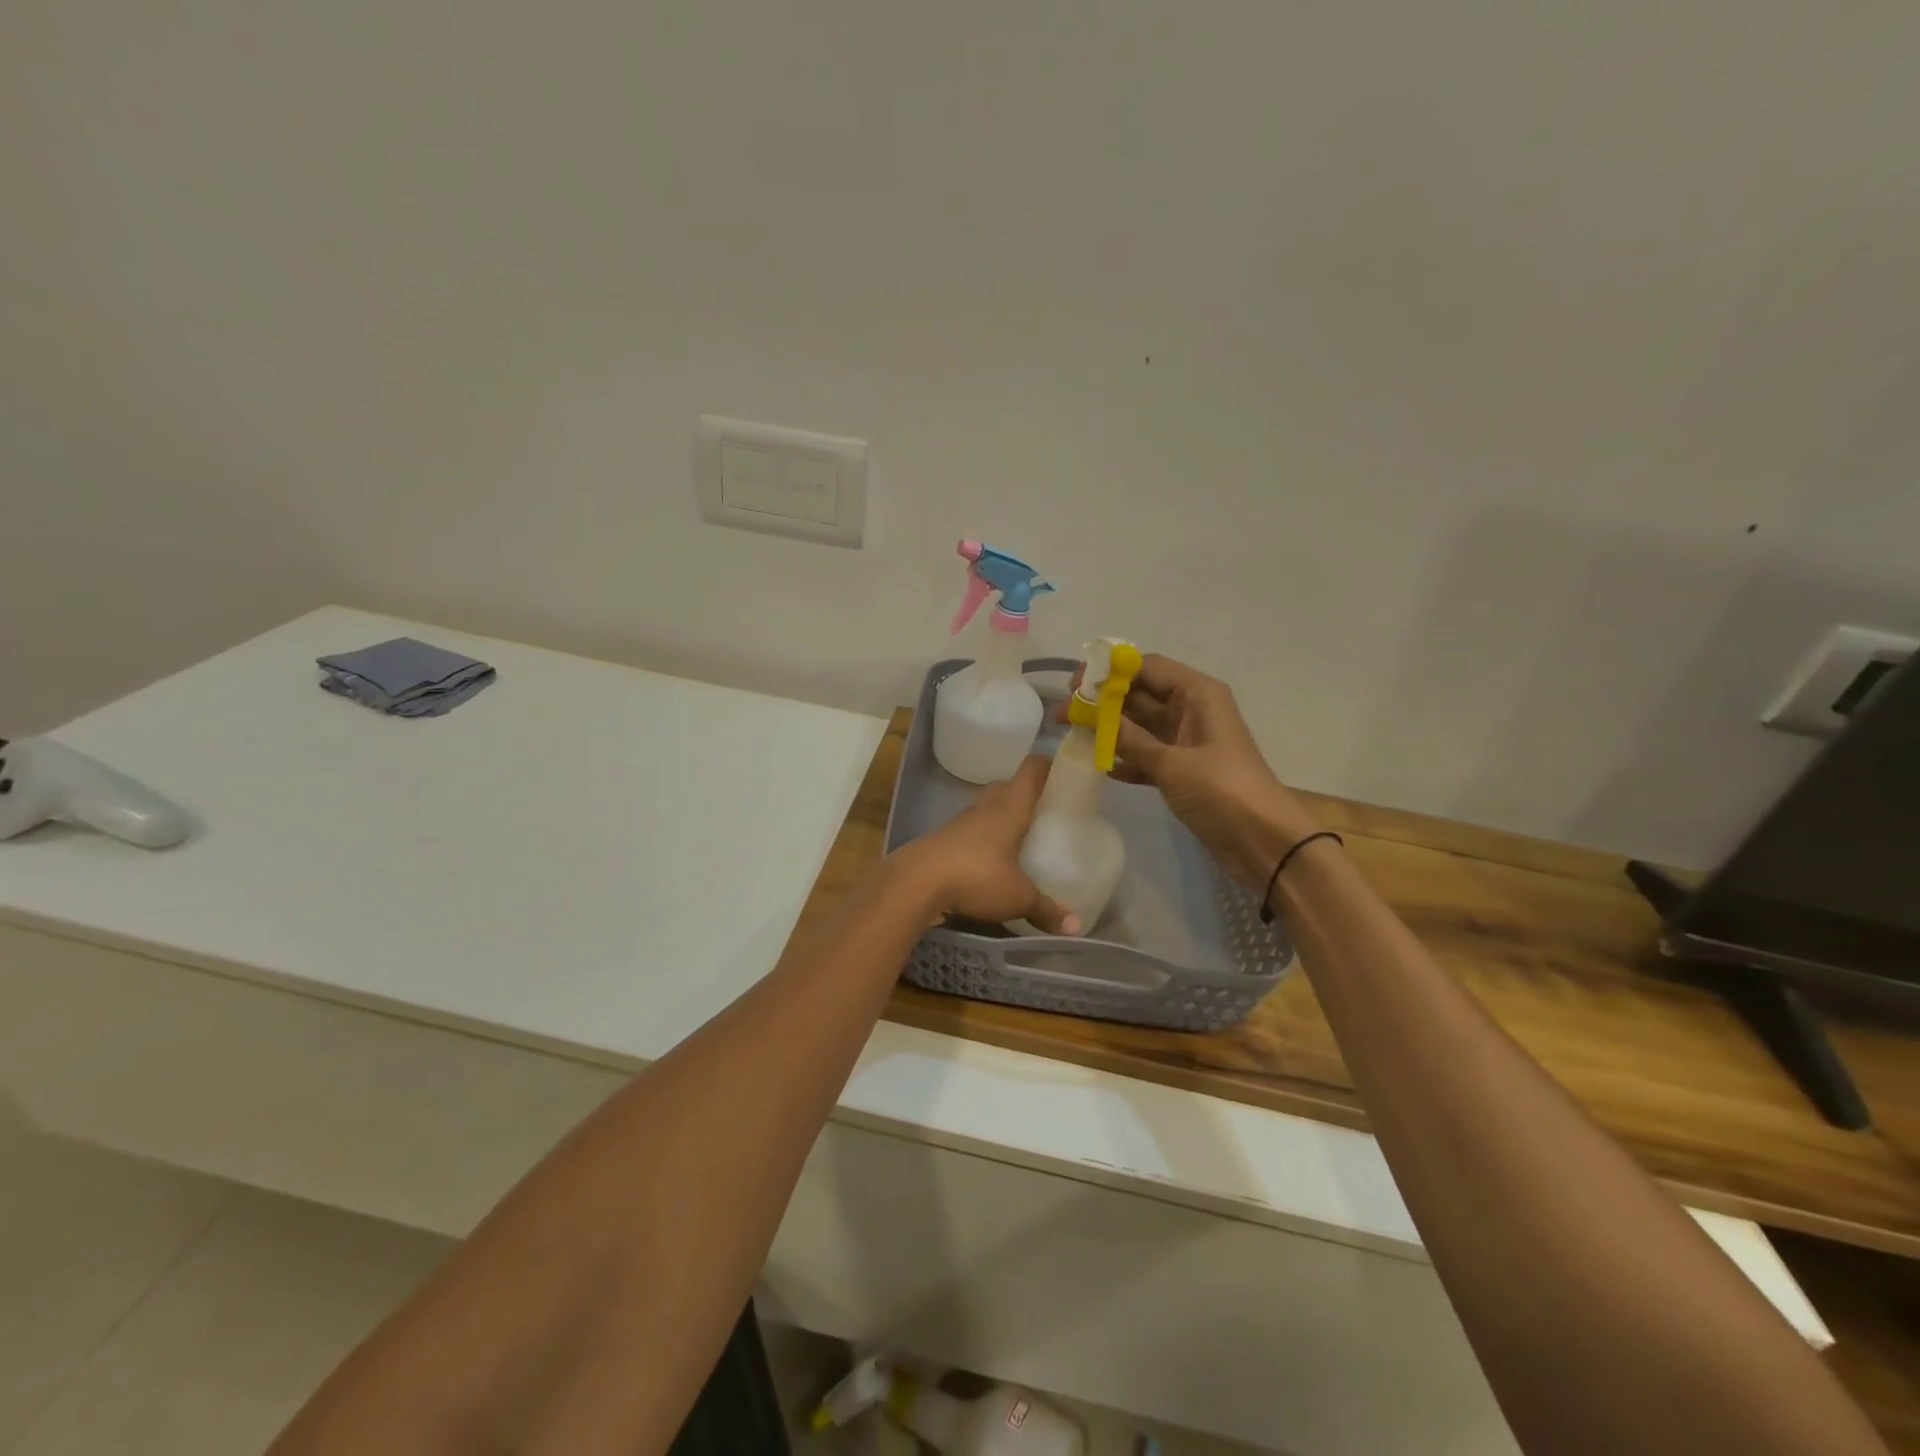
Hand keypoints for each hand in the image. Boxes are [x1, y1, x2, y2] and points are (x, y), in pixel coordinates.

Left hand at [897, 757, 1079, 934]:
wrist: (916, 882)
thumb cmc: (976, 876)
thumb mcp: (1018, 898)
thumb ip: (1047, 910)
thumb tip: (1076, 927)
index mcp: (1010, 807)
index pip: (1031, 770)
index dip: (1048, 766)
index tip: (1065, 773)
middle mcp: (985, 806)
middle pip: (1007, 787)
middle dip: (1025, 795)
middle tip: (1045, 812)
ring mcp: (960, 821)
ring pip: (986, 808)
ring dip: (1001, 817)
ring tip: (1021, 838)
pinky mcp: (943, 839)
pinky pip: (970, 831)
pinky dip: (982, 839)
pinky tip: (990, 861)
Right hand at [1088, 655, 1320, 889]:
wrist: (1263, 841)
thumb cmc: (1222, 791)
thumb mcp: (1171, 763)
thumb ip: (1129, 738)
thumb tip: (1091, 715)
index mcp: (1197, 694)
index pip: (1146, 667)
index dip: (1109, 672)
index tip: (1075, 686)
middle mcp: (1192, 709)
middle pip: (1139, 694)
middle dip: (1102, 702)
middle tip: (1063, 713)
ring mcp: (1187, 741)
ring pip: (1140, 725)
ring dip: (1109, 730)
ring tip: (1071, 736)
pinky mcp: (1183, 769)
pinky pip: (1147, 754)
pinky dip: (1126, 758)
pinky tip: (1101, 768)